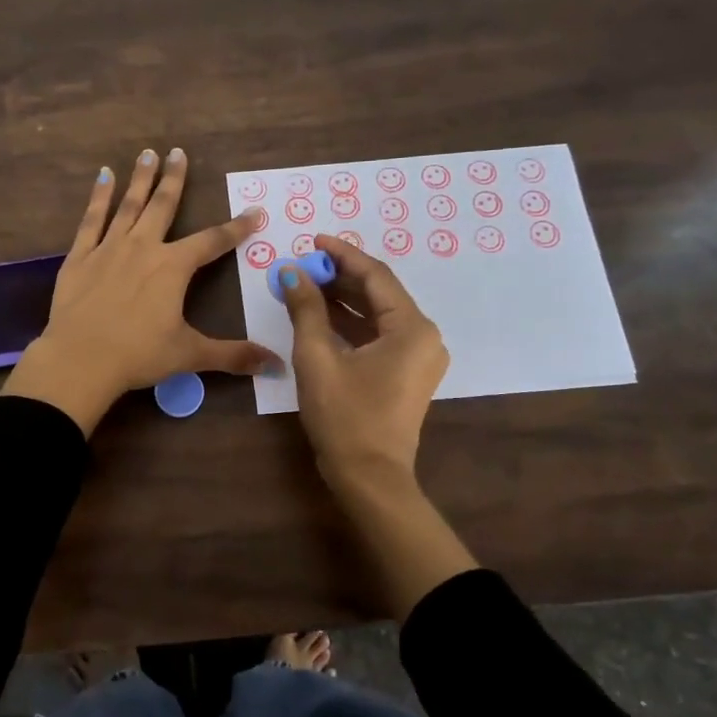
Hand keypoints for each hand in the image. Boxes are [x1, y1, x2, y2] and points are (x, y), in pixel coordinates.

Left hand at [2, 148, 278, 434]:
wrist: (80, 360)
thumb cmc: (138, 355)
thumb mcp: (190, 355)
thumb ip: (232, 355)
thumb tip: (276, 363)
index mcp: (173, 267)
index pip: (212, 241)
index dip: (236, 227)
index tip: (254, 211)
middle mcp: (143, 247)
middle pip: (163, 206)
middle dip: (175, 179)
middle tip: (178, 152)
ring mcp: (109, 248)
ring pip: (129, 205)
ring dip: (140, 179)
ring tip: (147, 154)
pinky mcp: (80, 257)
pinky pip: (91, 220)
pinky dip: (99, 197)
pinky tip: (103, 178)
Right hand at [278, 237, 474, 614]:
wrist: (369, 476)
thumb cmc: (344, 415)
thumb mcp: (317, 357)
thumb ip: (306, 309)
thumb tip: (292, 273)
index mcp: (411, 328)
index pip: (376, 276)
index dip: (343, 255)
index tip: (314, 240)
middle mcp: (423, 336)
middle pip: (380, 293)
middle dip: (341, 277)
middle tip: (305, 264)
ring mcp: (418, 357)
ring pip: (378, 314)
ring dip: (344, 299)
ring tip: (307, 284)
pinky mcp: (407, 373)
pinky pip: (379, 335)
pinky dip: (351, 323)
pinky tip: (321, 315)